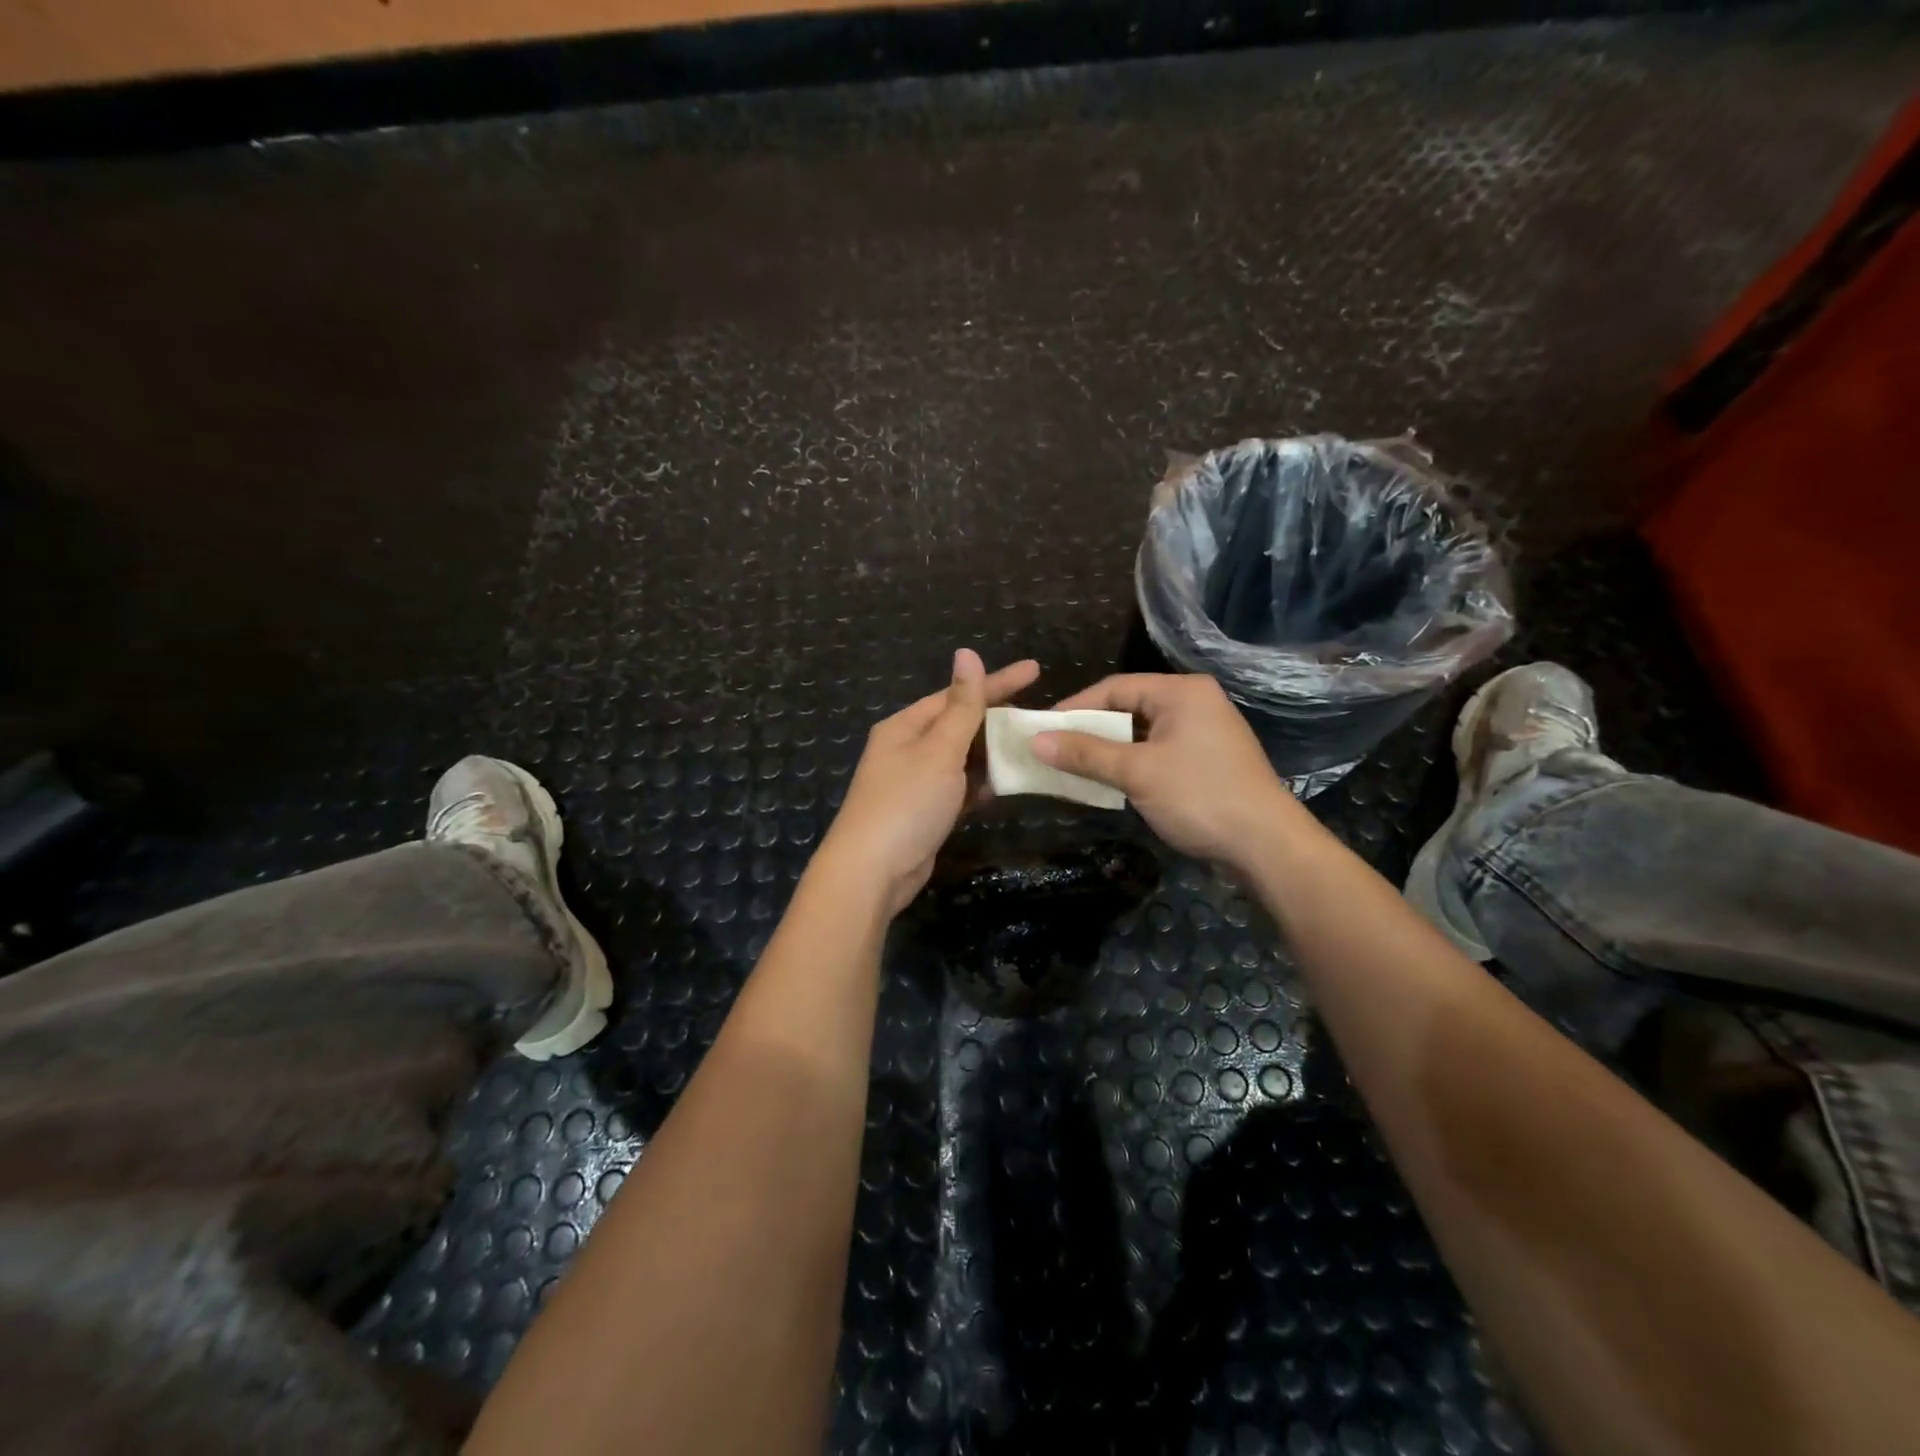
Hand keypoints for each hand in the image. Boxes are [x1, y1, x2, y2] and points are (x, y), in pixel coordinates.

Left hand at [817, 649, 1041, 916]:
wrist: (872, 872)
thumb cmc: (907, 803)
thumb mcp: (939, 750)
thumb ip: (961, 706)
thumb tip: (966, 652)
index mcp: (905, 725)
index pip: (958, 695)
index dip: (997, 682)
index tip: (1036, 670)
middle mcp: (907, 748)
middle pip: (959, 725)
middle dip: (996, 720)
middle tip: (1039, 715)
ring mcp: (915, 782)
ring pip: (961, 758)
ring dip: (991, 753)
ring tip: (1031, 746)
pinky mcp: (924, 812)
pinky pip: (958, 787)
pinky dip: (980, 784)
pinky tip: (1005, 784)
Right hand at [1034, 673, 1313, 868]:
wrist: (1266, 845)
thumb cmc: (1199, 796)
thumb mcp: (1136, 772)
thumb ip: (1085, 754)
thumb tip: (1036, 741)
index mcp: (1181, 692)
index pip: (1114, 687)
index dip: (1075, 708)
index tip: (1042, 730)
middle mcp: (1194, 703)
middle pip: (1128, 708)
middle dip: (1090, 731)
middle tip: (1054, 750)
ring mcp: (1204, 732)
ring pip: (1142, 733)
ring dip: (1109, 750)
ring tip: (1074, 768)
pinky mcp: (1206, 760)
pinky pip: (1158, 752)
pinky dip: (1131, 764)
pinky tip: (1109, 782)